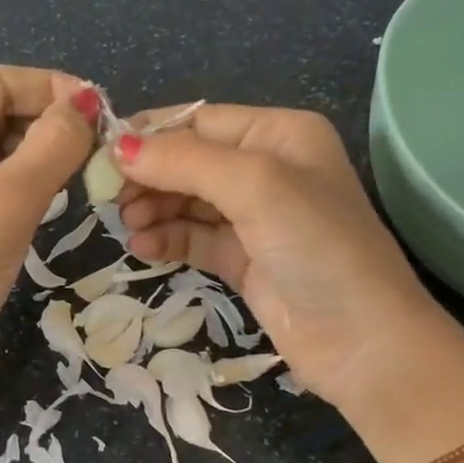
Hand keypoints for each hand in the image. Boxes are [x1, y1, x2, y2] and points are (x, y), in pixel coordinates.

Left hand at [0, 65, 97, 384]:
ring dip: (43, 148)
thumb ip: (55, 144)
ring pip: (1, 138)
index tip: (102, 110)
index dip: (51, 89)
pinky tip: (58, 184)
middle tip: (100, 143)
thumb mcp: (11, 200)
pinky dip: (29, 172)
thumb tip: (92, 101)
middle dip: (48, 121)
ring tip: (85, 165)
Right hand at [116, 105, 463, 442]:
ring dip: (154, 209)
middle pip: (190, 161)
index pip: (200, 121)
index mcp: (279, 135)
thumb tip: (117, 148)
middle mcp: (268, 170)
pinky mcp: (244, 260)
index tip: (102, 157)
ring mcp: (256, 219)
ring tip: (128, 226)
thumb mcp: (255, 187)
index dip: (150, 136)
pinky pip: (195, 239)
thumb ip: (185, 162)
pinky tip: (144, 248)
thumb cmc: (316, 247)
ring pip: (188, 202)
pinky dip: (168, 240)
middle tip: (110, 200)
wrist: (361, 341)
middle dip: (150, 177)